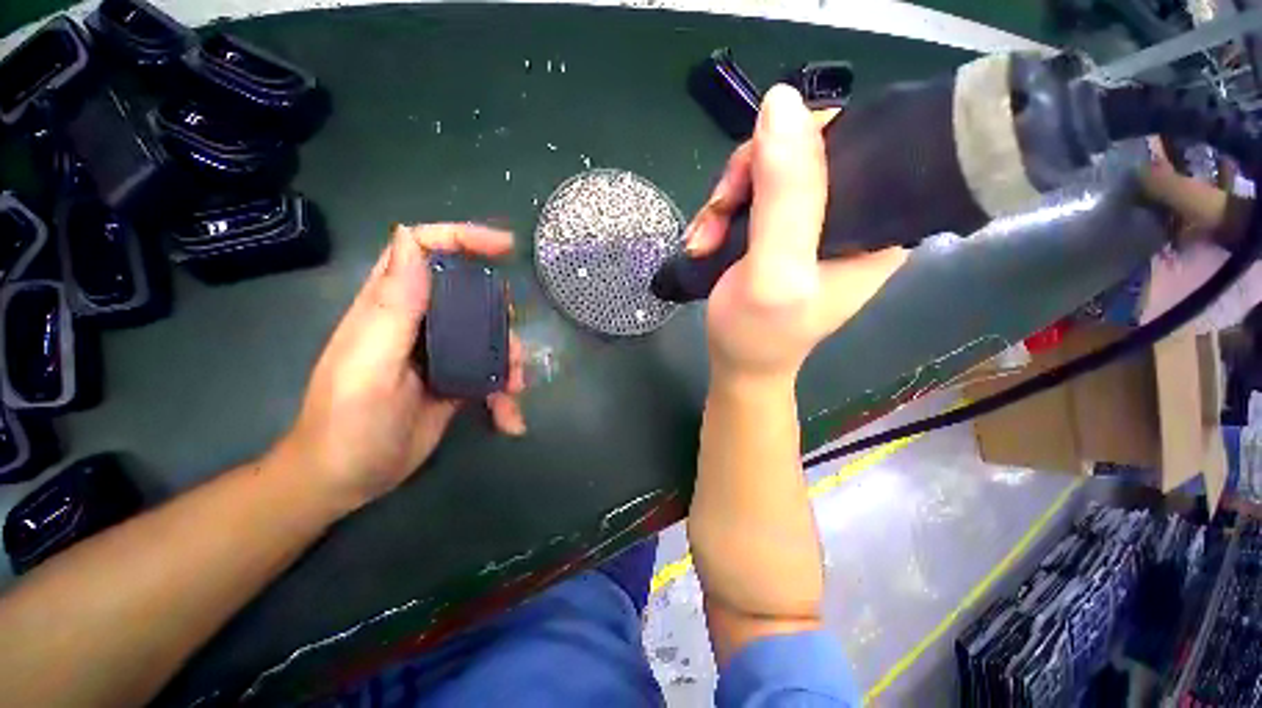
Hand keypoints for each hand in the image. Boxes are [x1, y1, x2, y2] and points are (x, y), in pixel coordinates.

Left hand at [277, 224, 525, 512]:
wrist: (347, 479)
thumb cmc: (349, 423)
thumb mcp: (369, 365)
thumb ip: (392, 307)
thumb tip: (411, 240)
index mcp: (391, 306)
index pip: (423, 249)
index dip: (462, 238)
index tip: (505, 247)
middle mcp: (419, 321)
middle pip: (470, 294)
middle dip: (499, 315)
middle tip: (512, 346)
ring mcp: (441, 352)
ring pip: (489, 335)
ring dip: (510, 359)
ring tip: (515, 389)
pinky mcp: (456, 379)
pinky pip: (491, 372)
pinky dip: (505, 394)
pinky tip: (509, 419)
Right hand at [684, 85, 906, 385]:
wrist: (738, 365)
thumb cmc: (759, 333)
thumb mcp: (774, 271)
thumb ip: (784, 196)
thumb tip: (781, 102)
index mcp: (876, 223)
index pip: (850, 140)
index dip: (792, 146)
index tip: (747, 184)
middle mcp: (852, 215)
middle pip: (800, 152)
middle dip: (745, 181)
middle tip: (715, 220)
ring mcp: (813, 224)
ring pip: (767, 172)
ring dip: (725, 202)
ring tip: (702, 241)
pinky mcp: (781, 233)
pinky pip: (750, 197)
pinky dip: (720, 214)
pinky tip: (704, 241)